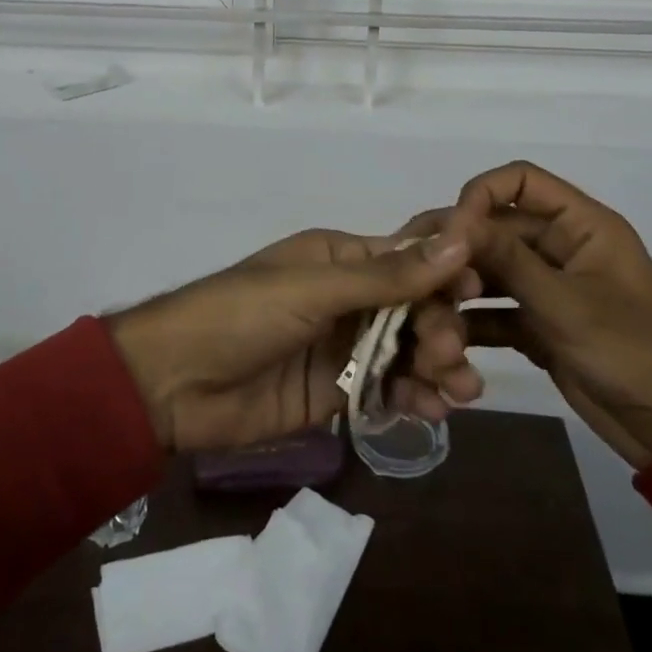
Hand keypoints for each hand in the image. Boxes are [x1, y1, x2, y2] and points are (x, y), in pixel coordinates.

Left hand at [108, 229, 474, 453]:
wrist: (175, 383)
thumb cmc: (240, 315)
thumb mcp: (312, 290)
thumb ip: (386, 276)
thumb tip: (460, 241)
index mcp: (339, 258)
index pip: (407, 260)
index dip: (444, 276)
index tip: (476, 297)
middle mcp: (347, 298)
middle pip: (415, 309)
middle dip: (441, 329)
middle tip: (450, 358)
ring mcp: (342, 347)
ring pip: (407, 351)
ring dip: (437, 367)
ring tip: (458, 392)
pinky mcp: (336, 392)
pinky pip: (387, 390)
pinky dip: (412, 397)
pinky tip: (430, 411)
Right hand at [399, 162, 651, 468]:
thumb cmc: (633, 352)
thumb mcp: (567, 304)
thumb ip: (508, 260)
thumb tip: (451, 223)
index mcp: (581, 225)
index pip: (520, 181)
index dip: (480, 195)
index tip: (451, 232)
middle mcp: (559, 248)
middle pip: (494, 229)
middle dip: (457, 250)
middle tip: (416, 273)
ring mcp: (546, 287)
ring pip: (488, 271)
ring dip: (458, 290)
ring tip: (429, 316)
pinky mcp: (536, 324)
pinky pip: (492, 310)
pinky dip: (470, 323)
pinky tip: (445, 342)